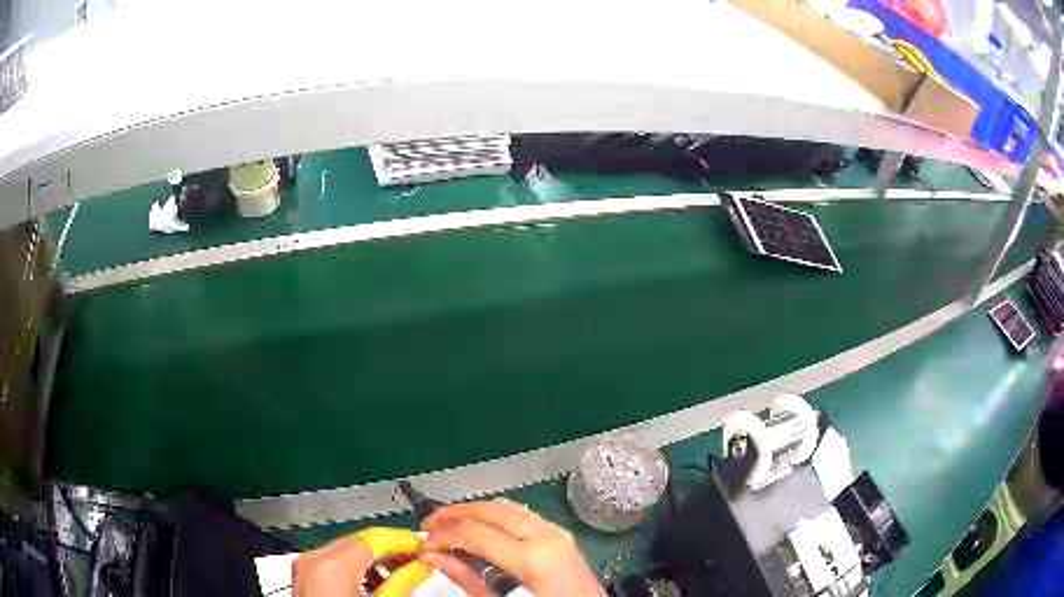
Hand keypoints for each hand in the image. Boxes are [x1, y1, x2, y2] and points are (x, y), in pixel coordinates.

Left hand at [293, 529, 430, 596]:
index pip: (373, 538)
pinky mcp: (305, 577)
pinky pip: (333, 561)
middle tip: (415, 560)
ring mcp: (306, 567)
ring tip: (398, 574)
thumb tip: (420, 567)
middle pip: (359, 541)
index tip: (421, 547)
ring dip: (373, 558)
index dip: (402, 541)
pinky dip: (356, 567)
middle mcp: (314, 560)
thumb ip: (403, 583)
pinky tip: (373, 582)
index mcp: (332, 566)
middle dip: (389, 549)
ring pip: (345, 550)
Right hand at [421, 499, 601, 596]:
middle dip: (455, 513)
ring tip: (448, 521)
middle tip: (429, 523)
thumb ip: (466, 578)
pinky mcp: (561, 536)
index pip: (475, 532)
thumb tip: (433, 557)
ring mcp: (557, 532)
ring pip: (507, 506)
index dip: (444, 534)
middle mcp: (546, 535)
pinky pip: (523, 515)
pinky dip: (496, 515)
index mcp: (532, 557)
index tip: (424, 542)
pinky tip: (479, 524)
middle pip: (491, 510)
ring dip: (475, 510)